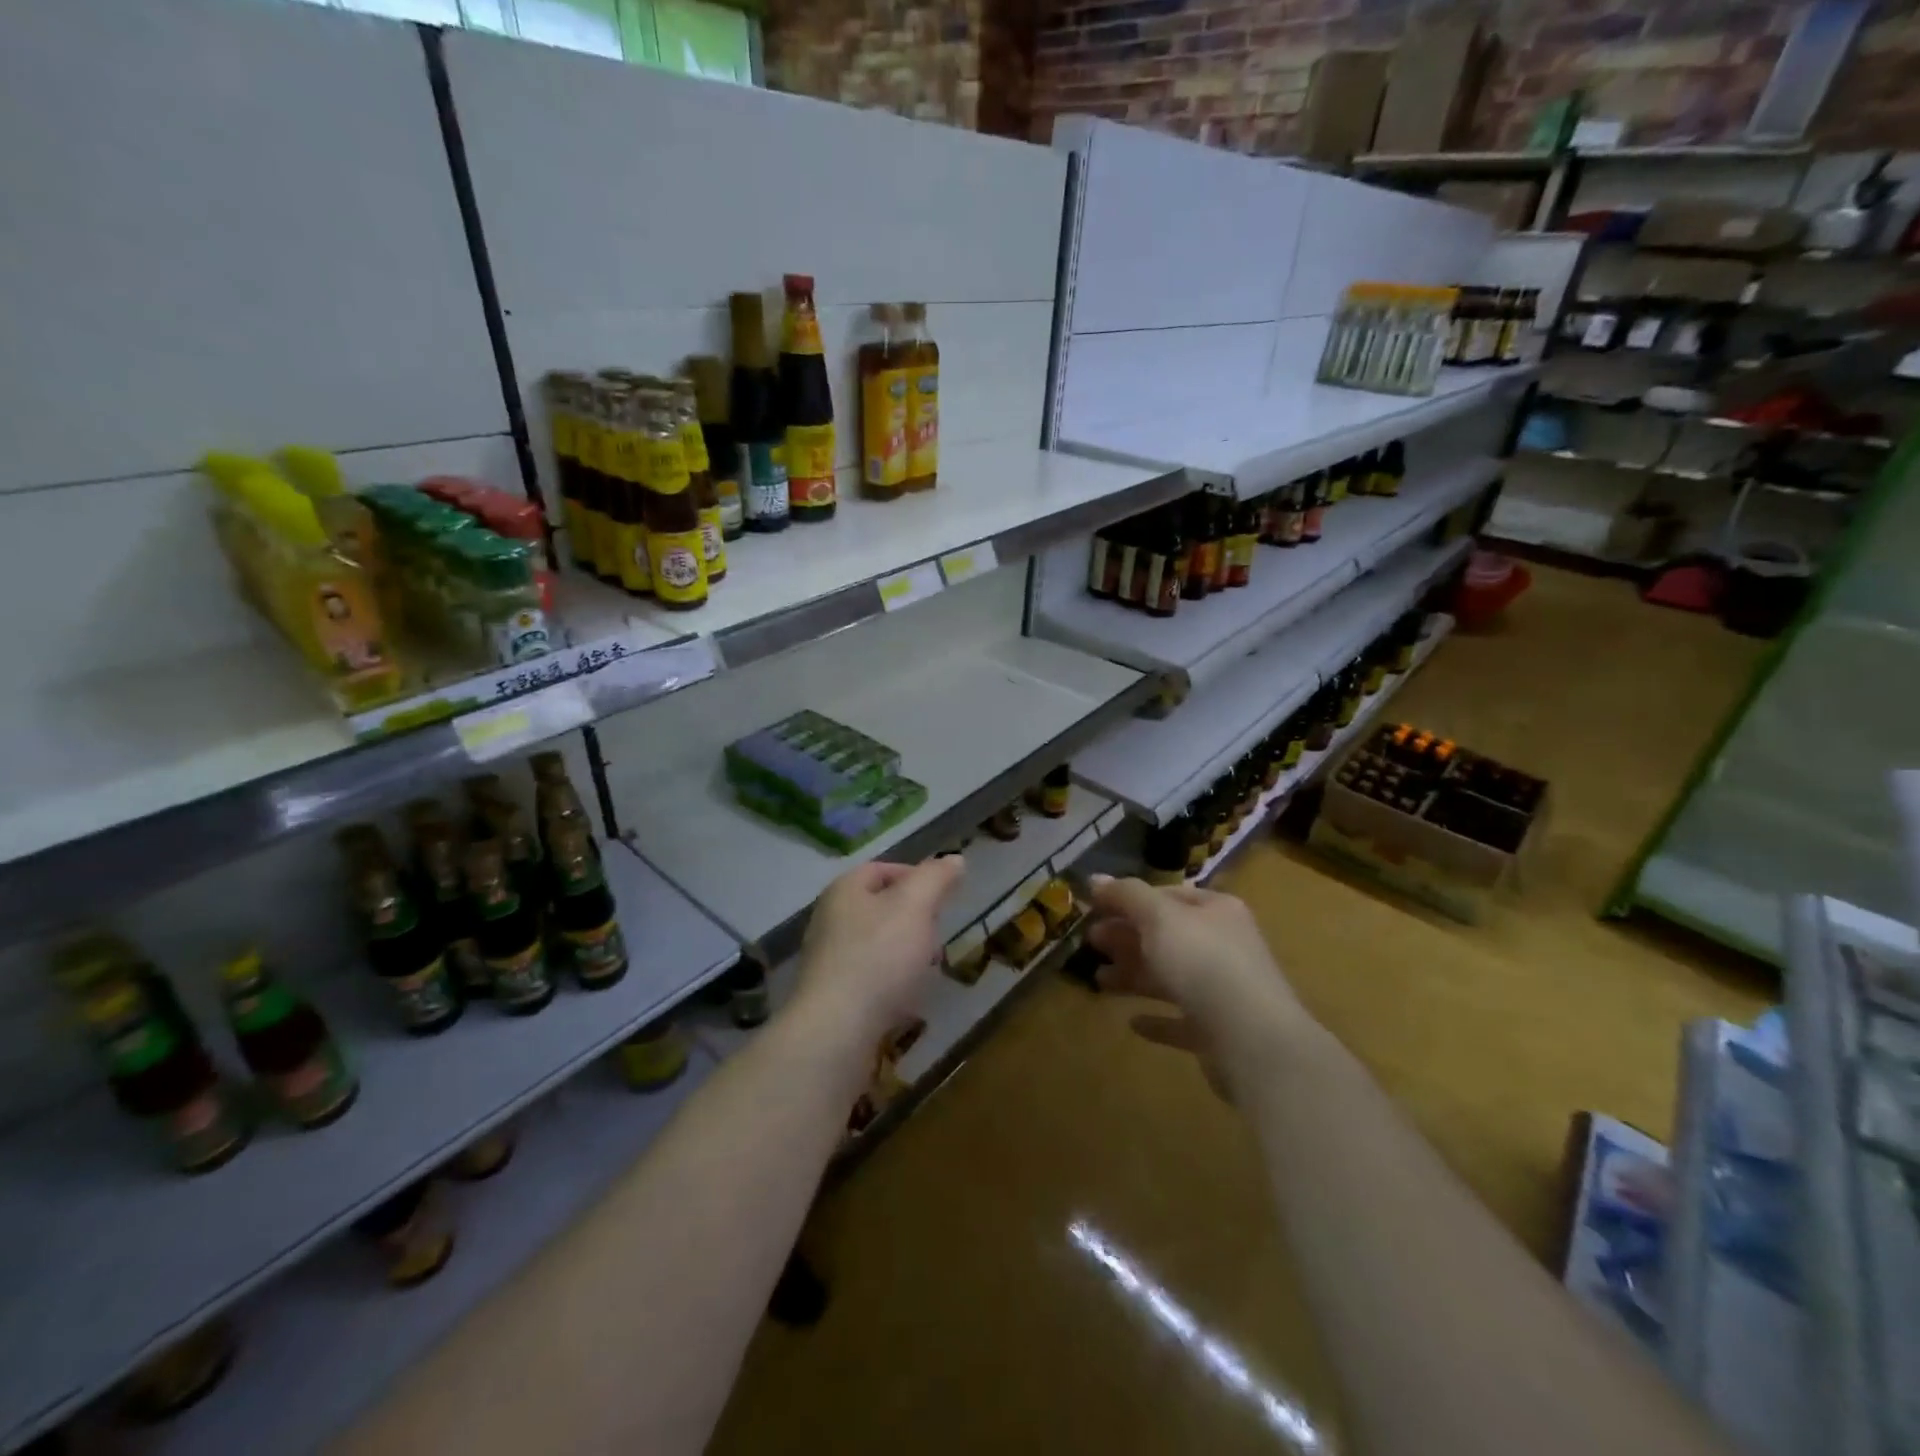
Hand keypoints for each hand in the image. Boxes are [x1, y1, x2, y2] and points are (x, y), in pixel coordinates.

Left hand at [790, 857, 964, 1044]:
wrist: (836, 1031)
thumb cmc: (878, 958)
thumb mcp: (915, 906)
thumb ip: (935, 879)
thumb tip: (954, 859)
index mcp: (844, 890)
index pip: (882, 868)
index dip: (916, 876)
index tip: (944, 897)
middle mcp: (830, 919)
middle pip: (880, 907)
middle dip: (914, 919)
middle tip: (938, 935)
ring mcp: (827, 960)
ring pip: (877, 944)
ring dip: (905, 953)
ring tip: (927, 969)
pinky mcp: (832, 996)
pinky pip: (869, 978)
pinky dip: (891, 983)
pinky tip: (908, 999)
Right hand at [1086, 875, 1306, 1098]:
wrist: (1252, 1040)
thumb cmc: (1203, 963)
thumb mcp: (1158, 917)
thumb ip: (1126, 895)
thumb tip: (1094, 878)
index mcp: (1216, 911)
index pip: (1168, 895)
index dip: (1130, 899)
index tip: (1095, 908)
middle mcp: (1224, 945)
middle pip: (1167, 936)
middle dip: (1127, 937)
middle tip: (1091, 942)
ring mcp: (1224, 990)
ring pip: (1171, 976)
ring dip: (1135, 975)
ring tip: (1099, 981)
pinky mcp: (1219, 1032)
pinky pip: (1182, 1020)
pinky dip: (1157, 1019)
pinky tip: (1133, 1023)